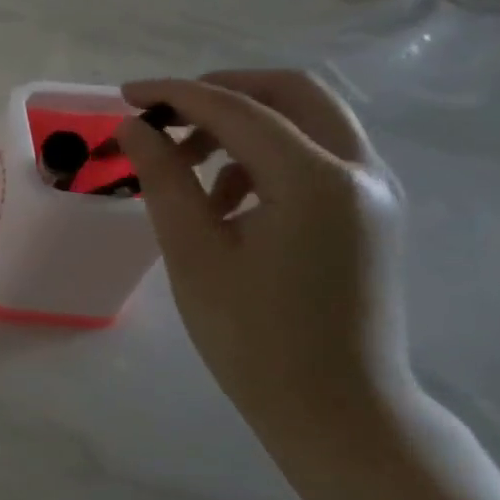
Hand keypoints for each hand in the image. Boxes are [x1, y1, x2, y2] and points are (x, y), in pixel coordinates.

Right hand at [117, 70, 422, 473]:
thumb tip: (135, 128)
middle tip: (165, 111)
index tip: (125, 95)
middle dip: (221, 91)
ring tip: (185, 167)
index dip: (175, 94)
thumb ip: (164, 178)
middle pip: (292, 93)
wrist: (336, 408)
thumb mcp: (194, 252)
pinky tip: (224, 199)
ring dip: (243, 125)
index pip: (237, 110)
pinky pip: (317, 156)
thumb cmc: (253, 335)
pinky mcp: (369, 214)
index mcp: (317, 180)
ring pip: (307, 122)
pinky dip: (265, 156)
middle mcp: (360, 171)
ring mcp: (374, 192)